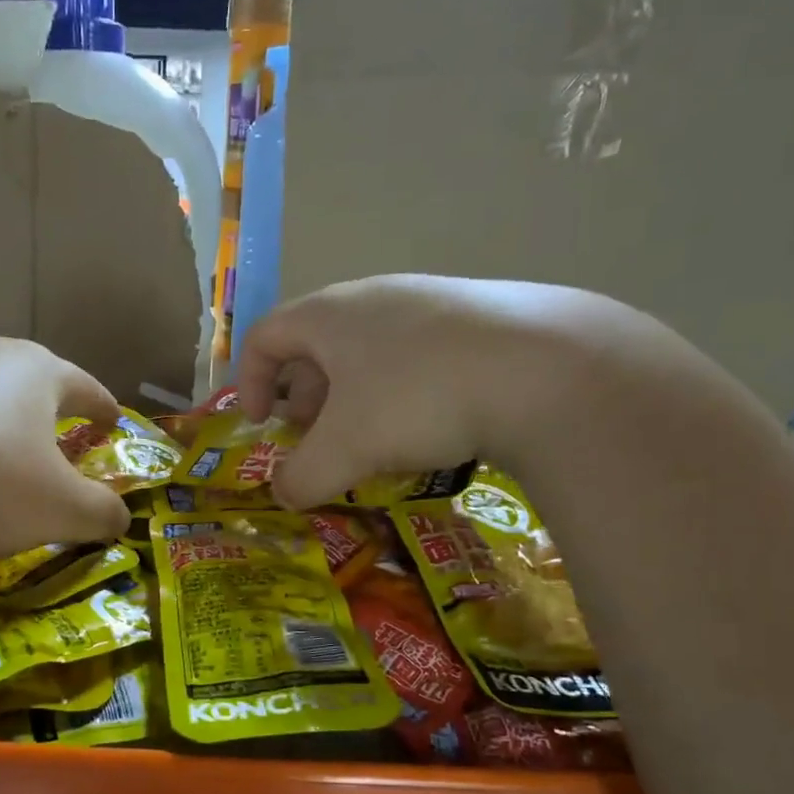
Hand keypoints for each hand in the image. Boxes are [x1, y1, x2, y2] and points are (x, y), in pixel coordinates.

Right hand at [236, 274, 691, 507]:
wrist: (545, 368)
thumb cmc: (417, 399)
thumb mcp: (345, 450)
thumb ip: (301, 477)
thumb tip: (284, 495)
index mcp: (329, 315)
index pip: (265, 336)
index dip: (248, 381)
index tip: (258, 425)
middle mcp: (374, 298)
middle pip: (316, 344)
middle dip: (303, 397)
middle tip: (313, 438)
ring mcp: (431, 302)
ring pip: (368, 350)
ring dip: (352, 397)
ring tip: (370, 440)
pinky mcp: (479, 318)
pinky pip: (416, 355)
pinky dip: (400, 391)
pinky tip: (429, 426)